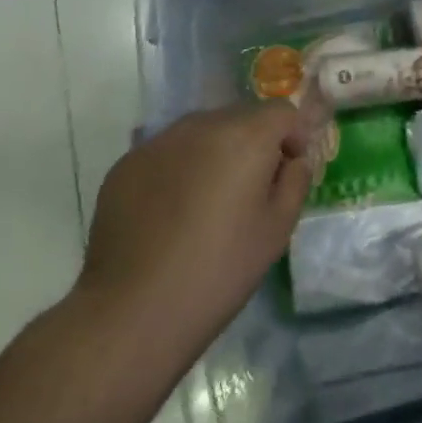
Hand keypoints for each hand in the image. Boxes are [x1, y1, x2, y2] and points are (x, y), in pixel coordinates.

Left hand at [72, 102, 317, 354]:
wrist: (132, 311)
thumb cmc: (219, 270)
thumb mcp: (277, 229)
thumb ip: (295, 181)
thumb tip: (293, 160)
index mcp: (245, 136)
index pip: (281, 111)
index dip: (293, 136)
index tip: (287, 171)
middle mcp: (201, 125)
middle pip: (240, 117)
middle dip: (253, 143)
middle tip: (249, 190)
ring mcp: (158, 143)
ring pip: (201, 133)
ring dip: (214, 153)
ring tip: (207, 202)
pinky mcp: (126, 165)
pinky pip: (166, 154)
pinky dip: (178, 170)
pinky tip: (170, 214)